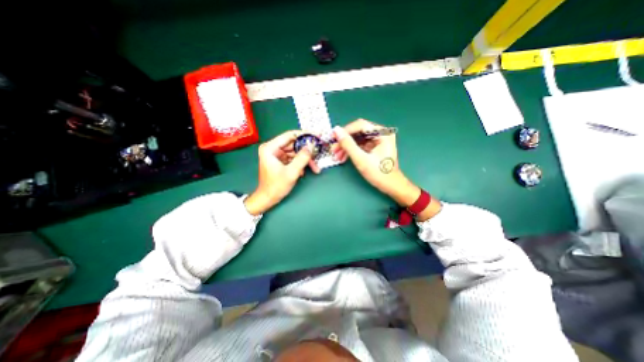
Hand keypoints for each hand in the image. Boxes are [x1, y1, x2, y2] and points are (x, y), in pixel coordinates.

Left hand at [244, 130, 313, 213]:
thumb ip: (302, 158)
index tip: (317, 135)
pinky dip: (300, 163)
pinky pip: (293, 158)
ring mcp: (277, 155)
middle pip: (294, 145)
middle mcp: (273, 148)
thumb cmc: (276, 186)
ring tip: (315, 168)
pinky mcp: (280, 160)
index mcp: (270, 148)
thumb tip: (311, 145)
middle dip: (307, 151)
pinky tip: (304, 172)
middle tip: (319, 154)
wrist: (268, 199)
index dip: (304, 134)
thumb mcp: (291, 172)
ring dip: (306, 160)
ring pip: (295, 152)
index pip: (290, 135)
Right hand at [335, 119, 420, 205]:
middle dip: (345, 141)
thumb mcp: (361, 159)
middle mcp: (381, 133)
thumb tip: (336, 130)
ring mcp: (378, 140)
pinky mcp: (375, 147)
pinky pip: (360, 145)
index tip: (333, 138)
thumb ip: (348, 144)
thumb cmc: (378, 173)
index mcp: (382, 133)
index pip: (360, 125)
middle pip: (358, 132)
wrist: (390, 186)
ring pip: (358, 139)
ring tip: (337, 155)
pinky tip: (343, 157)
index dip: (345, 131)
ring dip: (346, 146)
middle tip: (333, 149)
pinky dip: (352, 150)